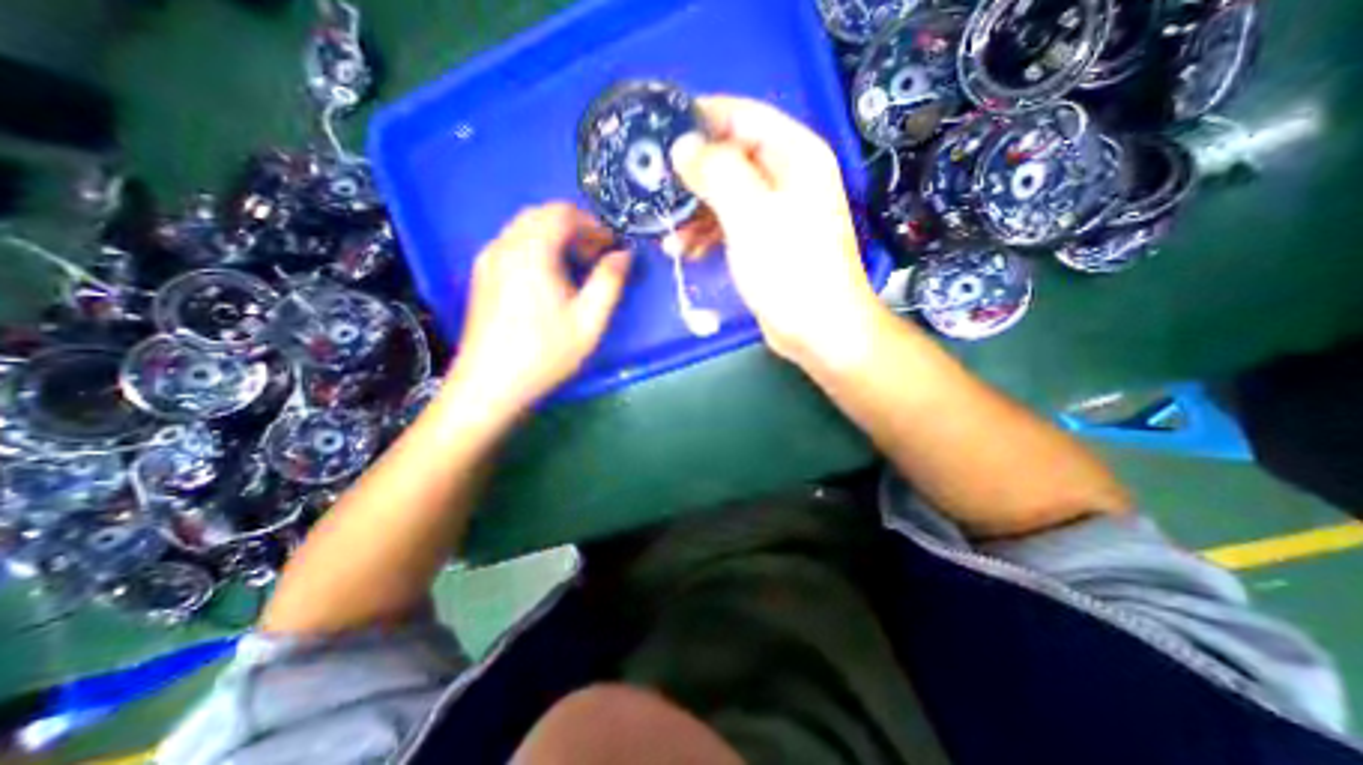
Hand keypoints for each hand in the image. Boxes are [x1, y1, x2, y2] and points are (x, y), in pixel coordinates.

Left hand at [449, 202, 633, 425]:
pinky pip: (513, 245)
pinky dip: (538, 249)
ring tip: (578, 268)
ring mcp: (488, 260)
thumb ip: (610, 281)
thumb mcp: (589, 321)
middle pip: (542, 215)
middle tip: (598, 256)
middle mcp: (504, 245)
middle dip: (576, 228)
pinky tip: (551, 279)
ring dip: (557, 238)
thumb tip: (624, 255)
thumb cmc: (544, 354)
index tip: (613, 246)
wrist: (490, 385)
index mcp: (531, 252)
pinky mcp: (482, 275)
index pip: (562, 213)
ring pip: (526, 229)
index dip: (593, 224)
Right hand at [669, 94, 884, 371]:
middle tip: (655, 188)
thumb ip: (716, 171)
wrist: (817, 328)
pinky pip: (729, 225)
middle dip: (692, 174)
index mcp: (795, 154)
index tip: (660, 127)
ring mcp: (776, 212)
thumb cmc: (789, 268)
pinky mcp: (765, 242)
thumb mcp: (750, 213)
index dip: (700, 117)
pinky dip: (706, 234)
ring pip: (725, 195)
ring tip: (667, 231)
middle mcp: (787, 176)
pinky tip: (684, 250)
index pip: (742, 115)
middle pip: (730, 157)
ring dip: (694, 211)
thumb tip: (684, 147)